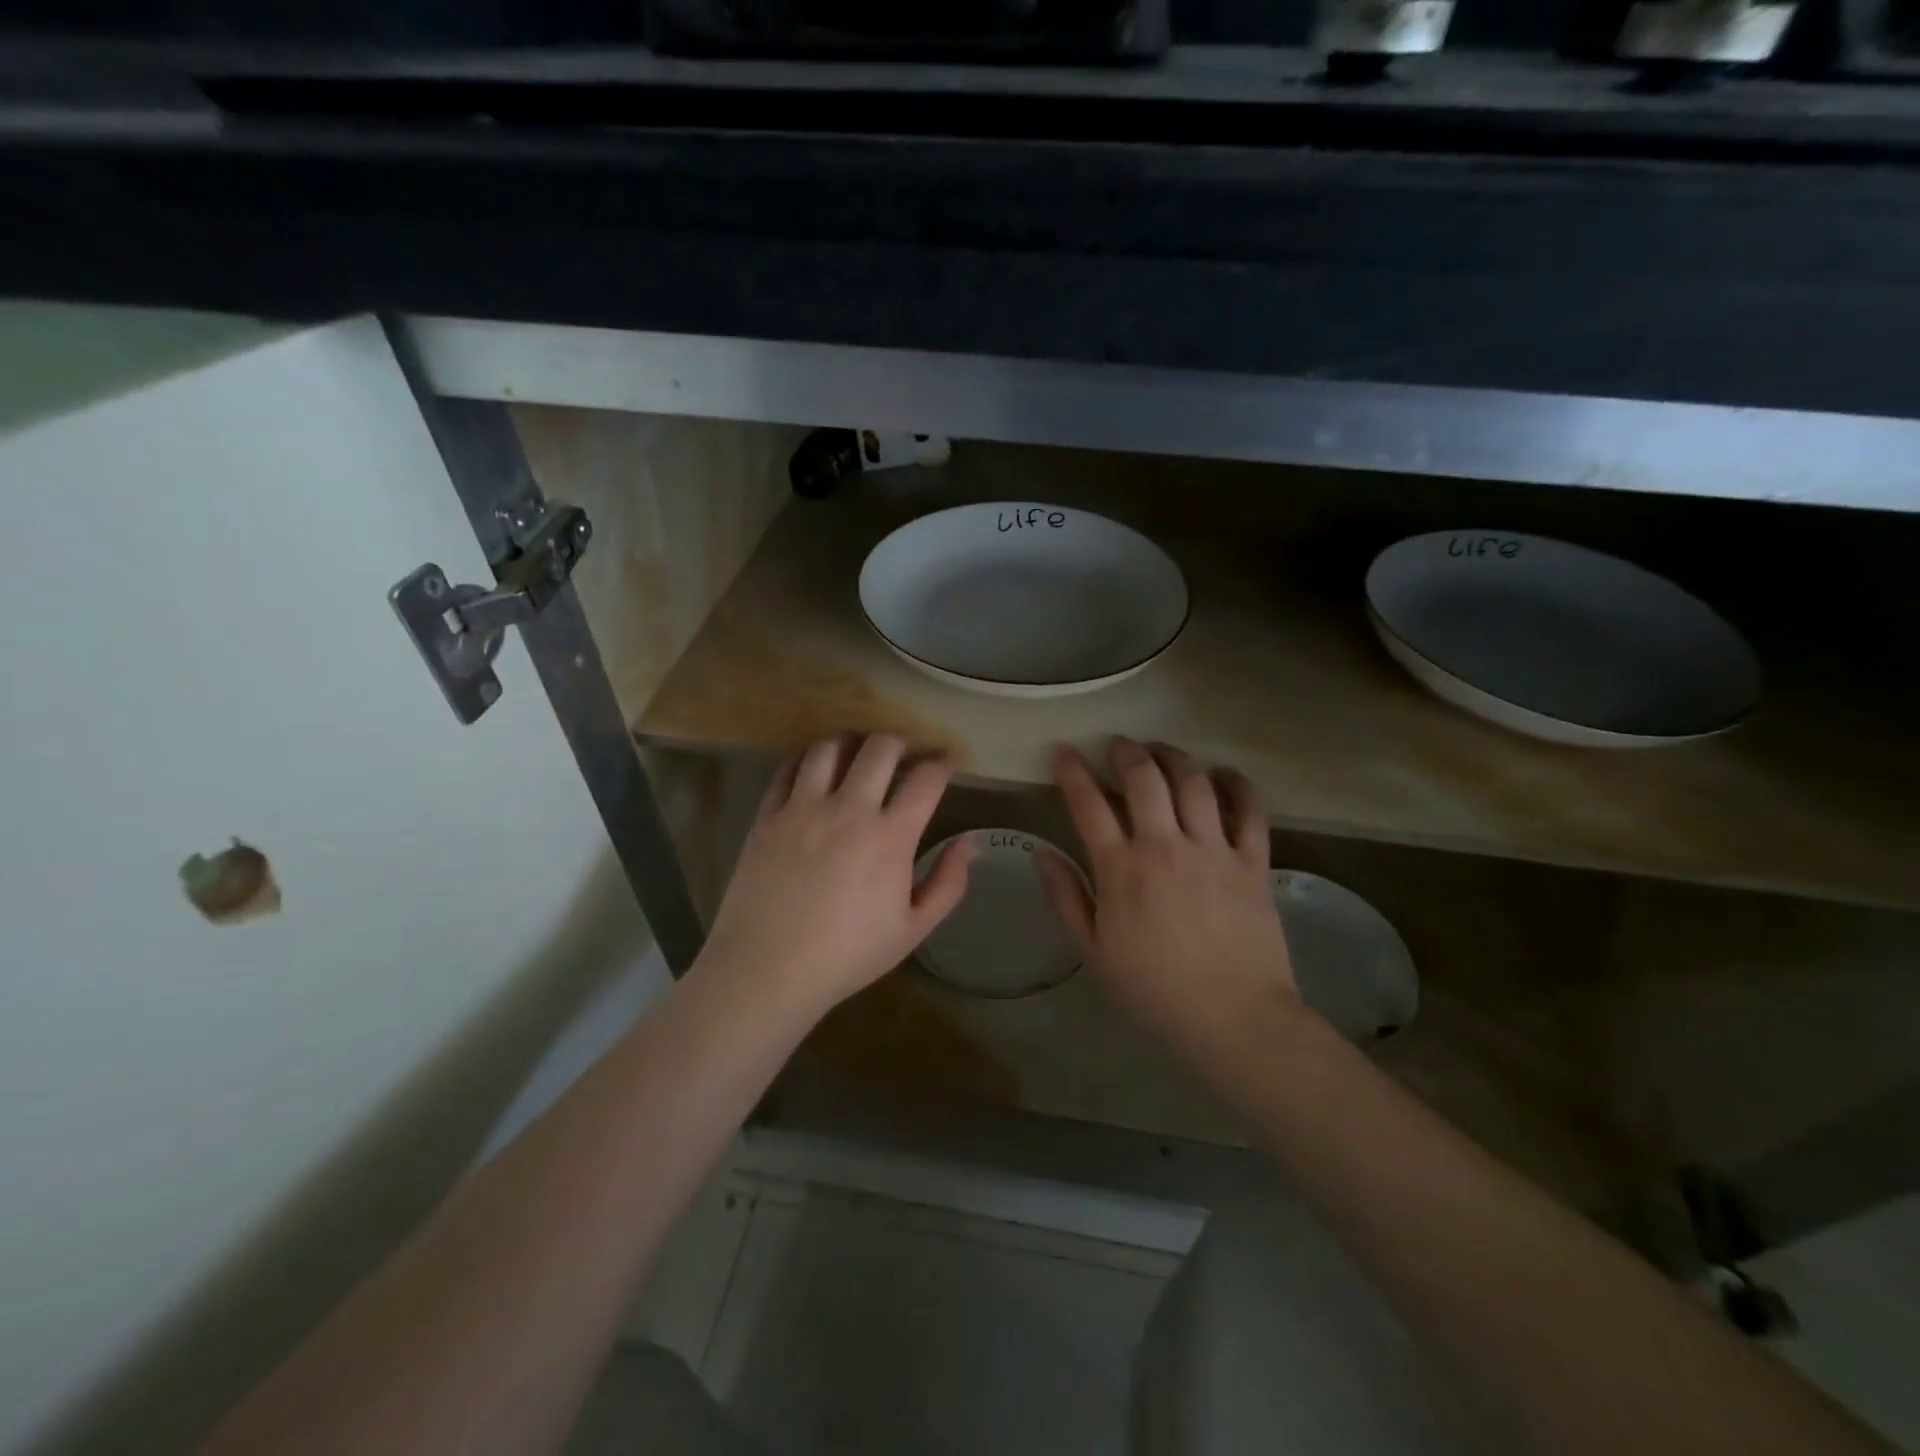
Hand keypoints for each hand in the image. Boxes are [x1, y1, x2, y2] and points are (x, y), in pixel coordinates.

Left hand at [695, 734, 973, 1020]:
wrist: (768, 969)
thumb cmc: (847, 955)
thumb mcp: (913, 929)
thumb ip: (948, 883)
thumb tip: (970, 843)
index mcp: (890, 836)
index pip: (926, 778)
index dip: (944, 761)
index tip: (950, 760)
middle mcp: (848, 809)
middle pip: (879, 747)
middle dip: (900, 743)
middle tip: (904, 755)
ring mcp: (803, 808)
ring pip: (830, 747)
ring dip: (851, 743)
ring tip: (856, 754)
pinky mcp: (768, 815)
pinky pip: (788, 768)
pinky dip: (807, 760)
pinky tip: (813, 769)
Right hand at [1036, 737, 1301, 1056]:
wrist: (1233, 1017)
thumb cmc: (1153, 988)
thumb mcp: (1092, 950)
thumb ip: (1064, 897)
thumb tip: (1041, 853)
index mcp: (1121, 869)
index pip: (1089, 804)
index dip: (1072, 771)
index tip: (1063, 752)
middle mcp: (1165, 846)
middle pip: (1143, 778)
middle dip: (1126, 751)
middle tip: (1118, 743)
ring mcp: (1213, 849)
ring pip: (1193, 782)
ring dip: (1173, 757)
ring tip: (1161, 750)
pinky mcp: (1252, 861)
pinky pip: (1249, 810)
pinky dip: (1237, 784)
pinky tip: (1223, 773)